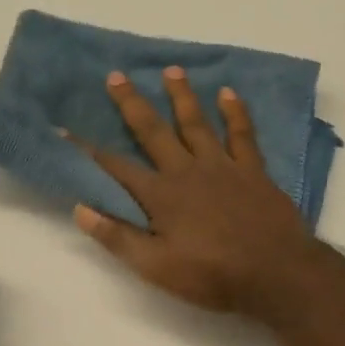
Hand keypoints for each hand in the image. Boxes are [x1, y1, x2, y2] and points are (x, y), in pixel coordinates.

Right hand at [68, 68, 316, 314]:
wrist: (277, 273)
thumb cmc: (212, 275)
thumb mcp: (156, 268)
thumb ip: (118, 238)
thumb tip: (80, 209)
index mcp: (160, 195)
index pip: (116, 168)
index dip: (89, 150)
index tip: (67, 128)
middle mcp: (187, 171)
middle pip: (153, 131)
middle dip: (132, 103)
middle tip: (116, 75)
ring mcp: (222, 166)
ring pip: (196, 123)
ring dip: (182, 95)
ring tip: (171, 70)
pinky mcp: (253, 170)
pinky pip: (242, 134)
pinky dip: (235, 112)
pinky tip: (228, 92)